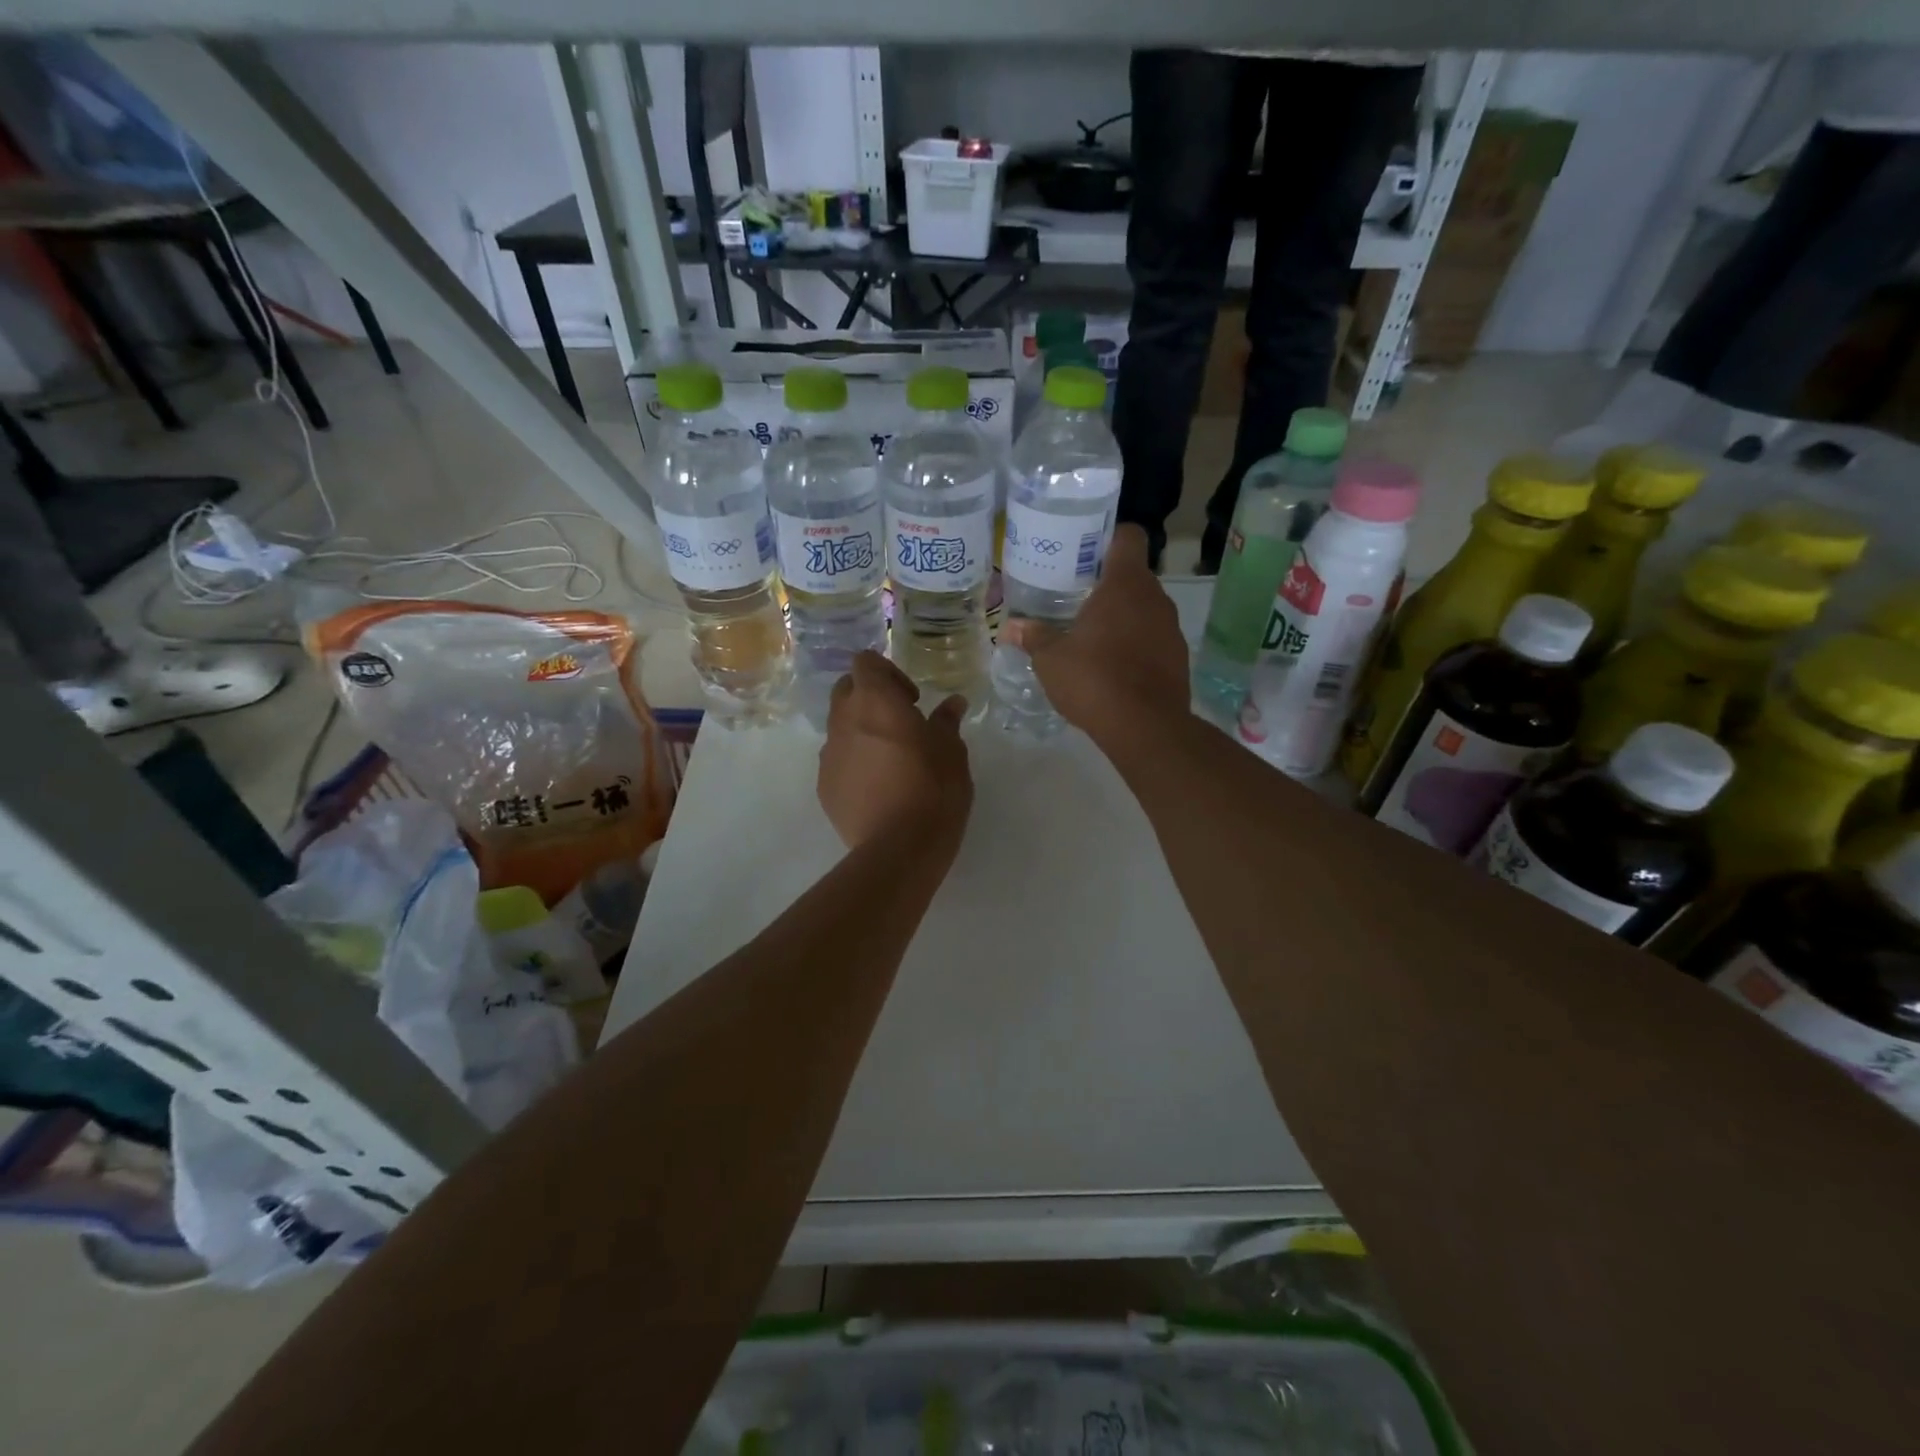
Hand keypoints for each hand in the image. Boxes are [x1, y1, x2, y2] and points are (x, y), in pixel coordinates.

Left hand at [819, 651, 972, 852]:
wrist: (899, 848)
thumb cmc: (933, 788)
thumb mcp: (951, 751)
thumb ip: (947, 721)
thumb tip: (953, 703)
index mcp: (874, 701)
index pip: (865, 662)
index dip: (887, 673)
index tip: (911, 699)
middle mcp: (843, 720)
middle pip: (846, 690)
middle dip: (870, 698)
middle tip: (900, 722)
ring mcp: (828, 754)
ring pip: (839, 727)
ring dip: (861, 731)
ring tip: (891, 759)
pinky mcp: (823, 786)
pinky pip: (837, 761)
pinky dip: (854, 762)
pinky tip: (878, 787)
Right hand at [1002, 524, 1188, 740]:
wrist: (1145, 727)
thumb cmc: (1094, 679)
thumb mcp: (1051, 659)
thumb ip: (1033, 637)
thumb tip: (1009, 627)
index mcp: (1125, 584)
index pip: (1128, 537)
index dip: (1108, 537)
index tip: (1086, 551)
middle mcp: (1155, 598)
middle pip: (1134, 575)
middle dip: (1109, 583)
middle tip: (1078, 597)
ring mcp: (1171, 628)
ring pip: (1145, 608)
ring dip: (1124, 616)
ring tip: (1093, 634)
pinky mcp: (1178, 658)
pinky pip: (1154, 638)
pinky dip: (1137, 644)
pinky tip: (1114, 666)